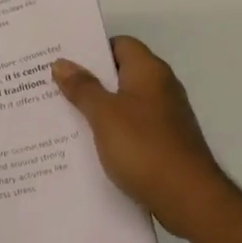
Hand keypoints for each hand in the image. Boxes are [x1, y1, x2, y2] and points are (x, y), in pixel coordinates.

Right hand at [52, 37, 227, 234]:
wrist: (188, 198)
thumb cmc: (144, 147)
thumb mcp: (104, 115)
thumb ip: (82, 87)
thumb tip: (61, 62)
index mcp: (149, 71)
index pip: (120, 44)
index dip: (92, 50)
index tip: (63, 61)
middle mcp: (160, 87)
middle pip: (120, 74)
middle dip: (88, 81)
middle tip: (52, 88)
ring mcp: (165, 117)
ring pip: (124, 103)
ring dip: (97, 109)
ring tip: (62, 117)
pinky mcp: (164, 143)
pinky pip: (131, 128)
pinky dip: (111, 133)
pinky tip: (88, 146)